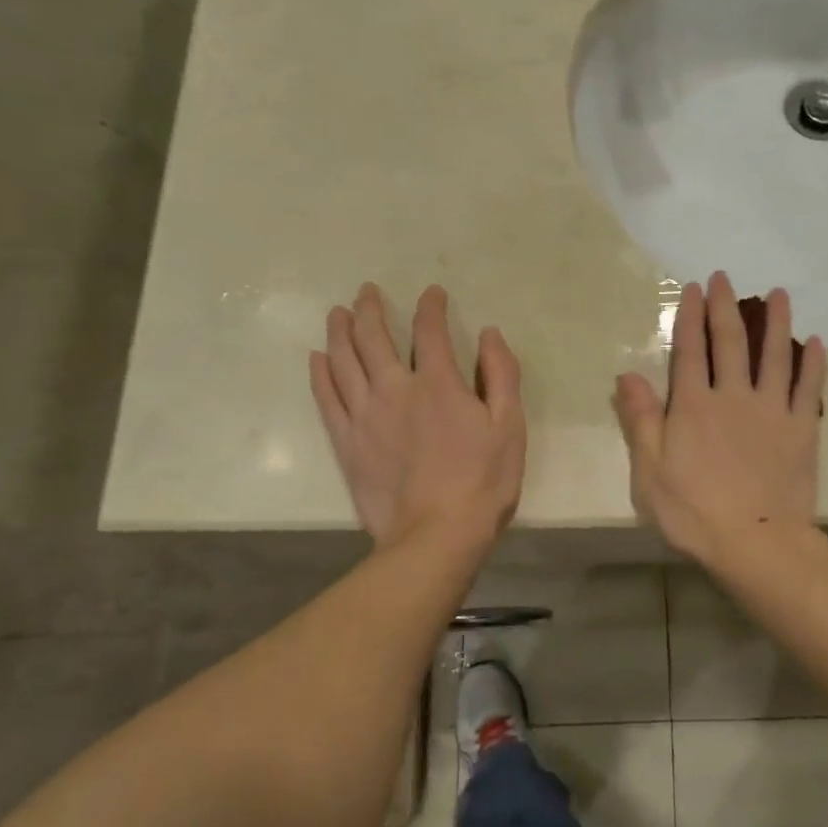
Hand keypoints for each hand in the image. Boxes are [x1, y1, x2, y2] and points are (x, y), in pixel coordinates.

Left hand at [310, 284, 524, 550]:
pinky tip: (317, 358)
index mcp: (439, 384)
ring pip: (344, 361)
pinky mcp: (346, 442)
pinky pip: (326, 398)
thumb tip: (489, 334)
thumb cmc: (483, 481)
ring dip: (340, 332)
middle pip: (375, 338)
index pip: (430, 331)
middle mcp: (395, 389)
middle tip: (366, 291)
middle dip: (371, 309)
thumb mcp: (510, 426)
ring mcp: (365, 415)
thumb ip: (501, 374)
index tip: (432, 294)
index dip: (430, 307)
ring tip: (338, 313)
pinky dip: (320, 374)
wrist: (436, 535)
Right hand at [613, 271, 827, 565]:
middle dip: (725, 307)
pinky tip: (816, 342)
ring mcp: (772, 411)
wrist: (757, 543)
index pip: (690, 350)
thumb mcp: (650, 473)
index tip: (693, 288)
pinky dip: (813, 364)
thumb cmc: (695, 513)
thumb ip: (642, 421)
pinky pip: (809, 388)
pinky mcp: (802, 429)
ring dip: (776, 322)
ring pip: (775, 355)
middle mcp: (733, 397)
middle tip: (724, 277)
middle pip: (730, 342)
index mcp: (694, 406)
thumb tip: (628, 375)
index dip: (690, 316)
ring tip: (778, 293)